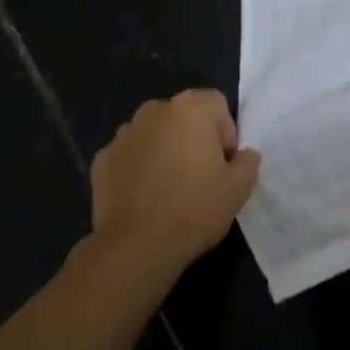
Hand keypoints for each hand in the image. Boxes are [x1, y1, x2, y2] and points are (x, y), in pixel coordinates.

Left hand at [90, 90, 260, 275]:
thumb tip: (243, 155)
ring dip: (164, 149)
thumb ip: (248, 162)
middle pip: (182, 115)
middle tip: (200, 175)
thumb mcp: (239, 189)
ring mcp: (123, 133)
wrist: (136, 246)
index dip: (225, 132)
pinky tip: (143, 197)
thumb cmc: (195, 209)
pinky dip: (137, 167)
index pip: (216, 103)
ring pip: (153, 133)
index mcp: (190, 108)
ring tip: (169, 187)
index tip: (224, 163)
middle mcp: (154, 110)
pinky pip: (129, 155)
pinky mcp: (102, 159)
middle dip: (193, 137)